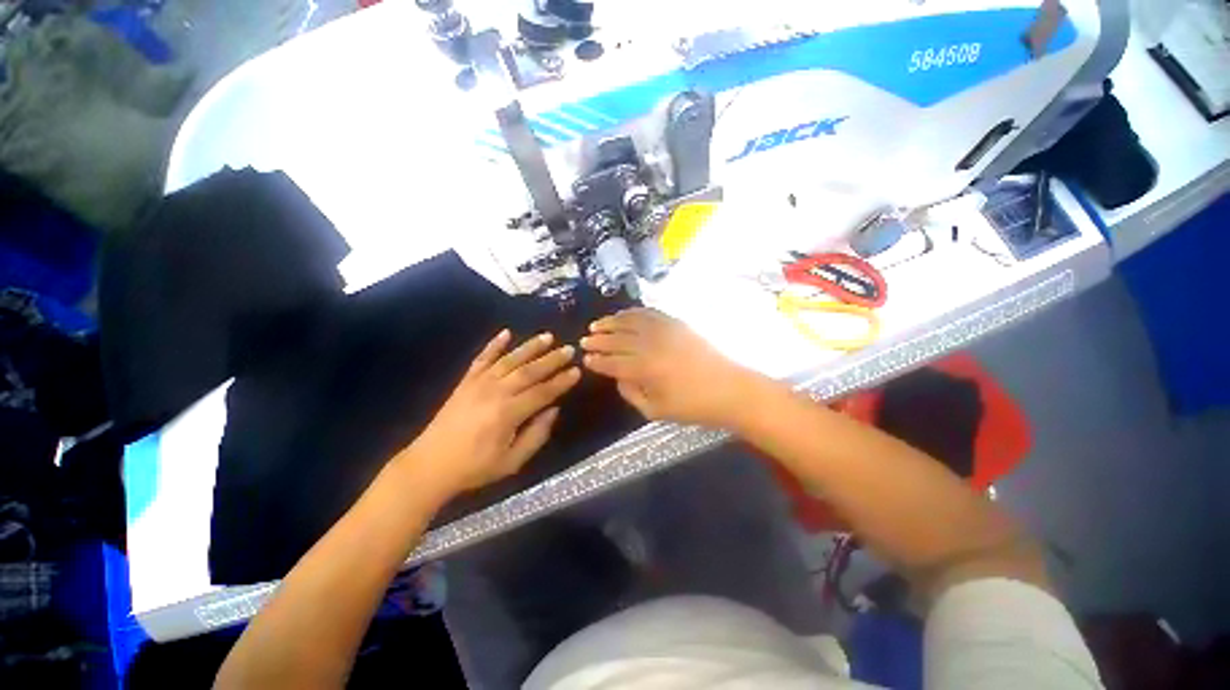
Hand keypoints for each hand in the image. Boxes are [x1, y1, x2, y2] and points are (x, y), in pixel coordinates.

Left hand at [399, 330, 580, 499]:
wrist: (429, 465)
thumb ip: (536, 435)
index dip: (561, 381)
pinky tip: (506, 332)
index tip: (577, 370)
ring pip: (510, 360)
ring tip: (547, 336)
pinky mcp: (466, 381)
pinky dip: (494, 344)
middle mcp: (495, 392)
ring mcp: (478, 383)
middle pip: (529, 371)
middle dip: (552, 359)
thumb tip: (554, 410)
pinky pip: (482, 358)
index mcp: (508, 413)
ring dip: (530, 347)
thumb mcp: (512, 462)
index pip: (542, 392)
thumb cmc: (475, 467)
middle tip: (569, 349)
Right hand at [580, 308, 760, 427]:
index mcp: (645, 370)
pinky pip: (649, 313)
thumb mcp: (656, 411)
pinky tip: (624, 315)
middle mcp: (651, 345)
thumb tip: (617, 378)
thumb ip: (631, 393)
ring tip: (597, 324)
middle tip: (585, 340)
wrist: (729, 389)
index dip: (597, 360)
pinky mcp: (676, 323)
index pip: (612, 362)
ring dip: (611, 322)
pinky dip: (633, 312)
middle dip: (598, 340)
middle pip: (617, 339)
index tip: (585, 359)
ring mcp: (664, 331)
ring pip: (630, 321)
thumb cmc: (692, 406)